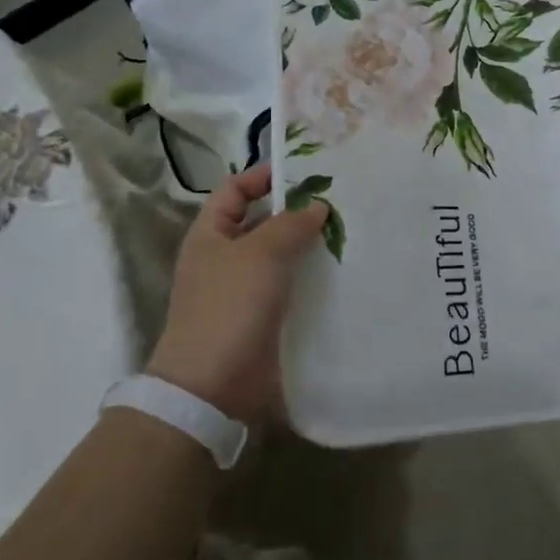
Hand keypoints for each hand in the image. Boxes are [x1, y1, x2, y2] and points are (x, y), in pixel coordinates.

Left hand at [146, 165, 326, 421]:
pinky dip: (311, 279)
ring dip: (308, 247)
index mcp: (210, 234)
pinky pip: (289, 288)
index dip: (263, 176)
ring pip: (280, 257)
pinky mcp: (262, 320)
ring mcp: (242, 291)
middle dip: (296, 211)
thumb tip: (316, 206)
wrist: (212, 387)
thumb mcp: (261, 253)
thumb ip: (290, 223)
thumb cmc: (229, 306)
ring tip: (348, 233)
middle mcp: (224, 258)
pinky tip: (340, 274)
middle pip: (261, 222)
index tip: (305, 172)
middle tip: (339, 202)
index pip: (235, 189)